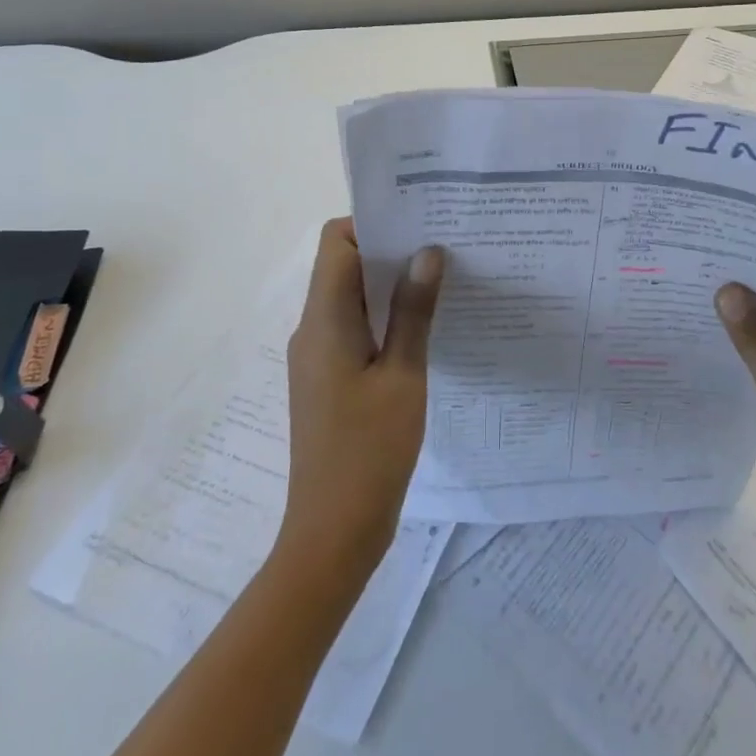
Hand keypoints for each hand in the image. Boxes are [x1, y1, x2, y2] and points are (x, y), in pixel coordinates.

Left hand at [278, 218, 444, 578]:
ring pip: (350, 297)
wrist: (333, 531)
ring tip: (442, 280)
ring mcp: (318, 355)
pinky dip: (385, 316)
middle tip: (443, 246)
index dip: (373, 225)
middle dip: (389, 249)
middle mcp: (312, 329)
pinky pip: (354, 327)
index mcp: (324, 321)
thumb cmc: (370, 451)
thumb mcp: (404, 376)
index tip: (419, 224)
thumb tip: (427, 251)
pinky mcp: (329, 378)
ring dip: (390, 284)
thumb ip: (414, 311)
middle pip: (342, 265)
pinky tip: (424, 326)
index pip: (336, 244)